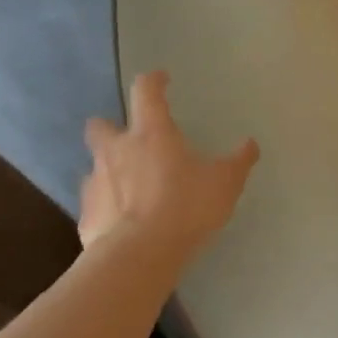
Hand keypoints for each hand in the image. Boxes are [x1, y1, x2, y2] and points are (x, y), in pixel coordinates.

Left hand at [79, 71, 258, 257]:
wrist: (138, 257)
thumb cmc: (185, 207)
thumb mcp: (225, 183)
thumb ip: (238, 161)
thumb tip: (251, 144)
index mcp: (151, 133)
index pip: (146, 91)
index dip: (153, 81)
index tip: (161, 79)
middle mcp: (117, 151)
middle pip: (100, 126)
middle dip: (111, 127)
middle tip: (131, 139)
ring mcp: (96, 184)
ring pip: (96, 166)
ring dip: (110, 170)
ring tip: (131, 188)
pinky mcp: (86, 217)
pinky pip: (95, 204)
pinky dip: (107, 207)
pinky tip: (123, 223)